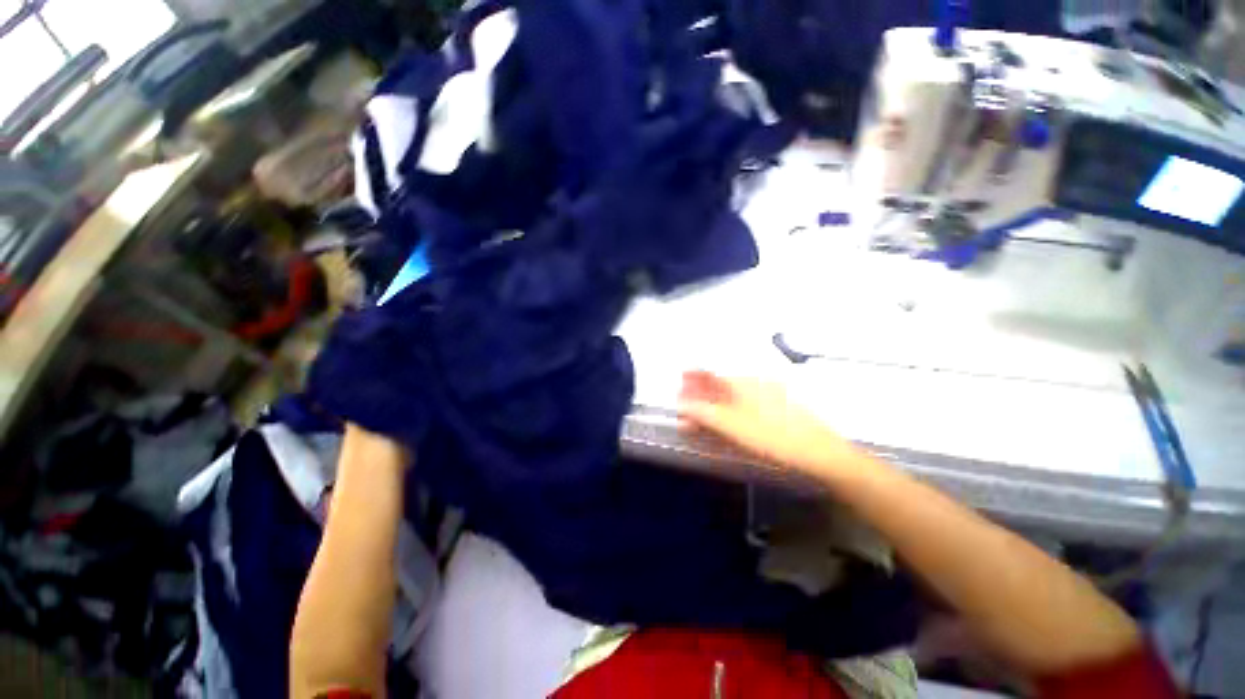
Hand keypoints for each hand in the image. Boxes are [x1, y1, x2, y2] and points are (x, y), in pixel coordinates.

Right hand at [678, 371, 859, 480]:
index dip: (692, 377)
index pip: (710, 373)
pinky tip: (726, 422)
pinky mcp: (775, 407)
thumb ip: (704, 414)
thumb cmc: (772, 436)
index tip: (679, 385)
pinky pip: (744, 403)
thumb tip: (681, 405)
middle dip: (700, 393)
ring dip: (713, 404)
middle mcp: (753, 382)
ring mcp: (766, 393)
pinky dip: (729, 410)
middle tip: (686, 408)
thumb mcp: (733, 426)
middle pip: (719, 383)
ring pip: (731, 394)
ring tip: (701, 419)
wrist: (819, 452)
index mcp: (742, 382)